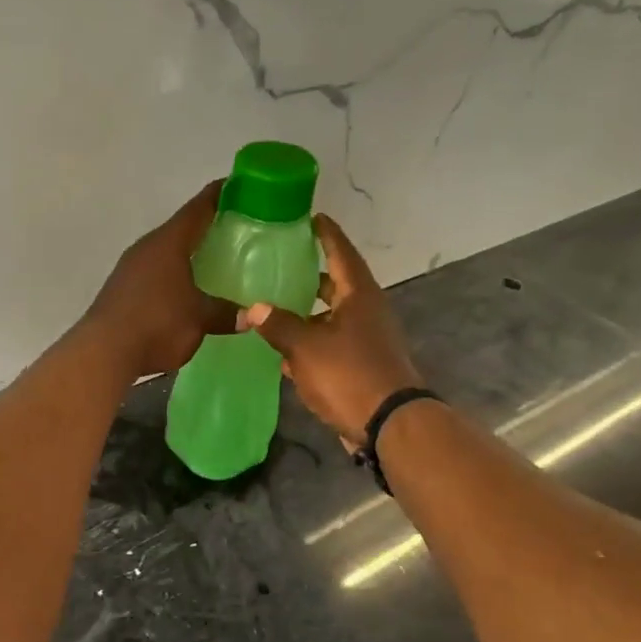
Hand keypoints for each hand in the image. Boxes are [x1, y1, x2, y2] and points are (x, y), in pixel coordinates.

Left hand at [82, 181, 236, 378]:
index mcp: (168, 242)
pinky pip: (154, 271)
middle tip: (238, 228)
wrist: (103, 352)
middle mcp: (147, 247)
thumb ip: (226, 313)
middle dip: (208, 226)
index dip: (220, 194)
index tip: (242, 186)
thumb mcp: (200, 319)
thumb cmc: (156, 324)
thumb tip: (252, 315)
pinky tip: (186, 288)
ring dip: (188, 252)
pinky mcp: (121, 288)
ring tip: (215, 259)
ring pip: (166, 250)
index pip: (198, 208)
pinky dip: (174, 273)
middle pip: (181, 228)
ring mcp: (130, 267)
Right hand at [240, 213, 423, 444]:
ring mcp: (366, 340)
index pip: (341, 253)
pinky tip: (284, 349)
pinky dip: (309, 342)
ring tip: (274, 304)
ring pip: (331, 316)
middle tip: (281, 263)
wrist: (387, 424)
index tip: (312, 217)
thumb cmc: (349, 374)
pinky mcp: (360, 365)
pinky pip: (330, 344)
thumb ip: (278, 325)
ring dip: (307, 312)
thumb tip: (252, 308)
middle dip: (311, 275)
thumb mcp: (306, 346)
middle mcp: (366, 312)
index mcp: (359, 296)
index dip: (326, 235)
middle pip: (336, 285)